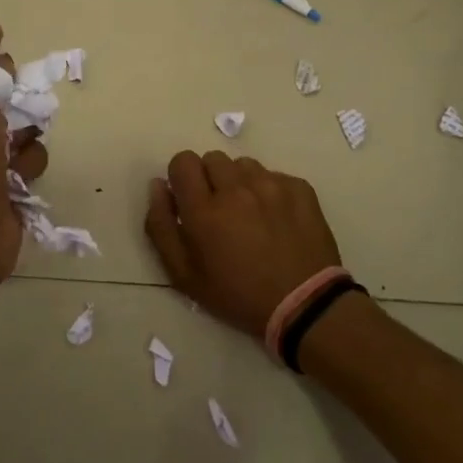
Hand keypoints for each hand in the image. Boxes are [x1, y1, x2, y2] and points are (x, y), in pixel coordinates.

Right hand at [143, 151, 342, 341]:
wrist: (304, 304)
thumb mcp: (184, 275)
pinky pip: (274, 175)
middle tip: (220, 210)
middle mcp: (236, 188)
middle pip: (212, 158)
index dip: (182, 177)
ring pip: (244, 165)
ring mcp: (272, 185)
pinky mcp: (300, 188)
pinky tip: (276, 218)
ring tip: (250, 213)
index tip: (189, 199)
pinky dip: (269, 190)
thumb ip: (161, 226)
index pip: (183, 161)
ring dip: (240, 182)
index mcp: (204, 209)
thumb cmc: (237, 295)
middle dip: (210, 179)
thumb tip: (158, 186)